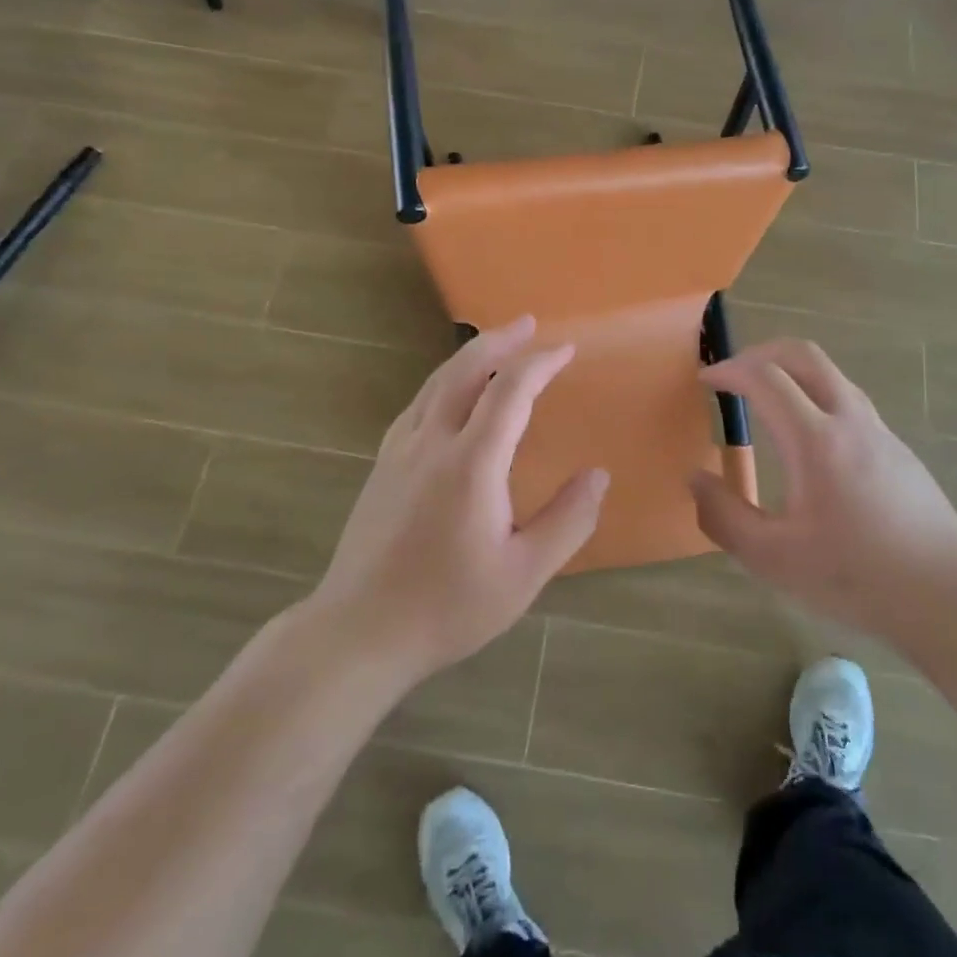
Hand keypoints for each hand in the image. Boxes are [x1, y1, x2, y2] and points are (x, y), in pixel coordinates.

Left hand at [311, 315, 608, 683]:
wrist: (358, 632)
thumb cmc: (447, 607)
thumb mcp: (523, 575)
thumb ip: (567, 521)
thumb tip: (598, 476)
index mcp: (471, 464)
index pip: (509, 392)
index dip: (540, 364)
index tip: (566, 349)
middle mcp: (431, 443)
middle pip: (464, 371)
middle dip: (499, 341)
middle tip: (528, 324)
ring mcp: (399, 452)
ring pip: (435, 384)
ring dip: (469, 356)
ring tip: (495, 345)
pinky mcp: (382, 466)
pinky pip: (418, 405)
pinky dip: (444, 382)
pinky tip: (450, 394)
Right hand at [690, 339, 956, 638]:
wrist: (949, 595)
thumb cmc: (856, 577)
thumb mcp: (773, 559)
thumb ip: (724, 517)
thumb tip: (696, 479)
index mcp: (815, 440)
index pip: (765, 377)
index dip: (729, 370)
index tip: (705, 381)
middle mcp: (850, 420)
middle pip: (804, 355)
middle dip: (761, 353)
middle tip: (734, 375)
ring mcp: (880, 431)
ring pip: (831, 375)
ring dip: (791, 373)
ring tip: (766, 403)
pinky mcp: (898, 449)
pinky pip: (848, 402)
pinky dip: (816, 398)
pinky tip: (808, 444)